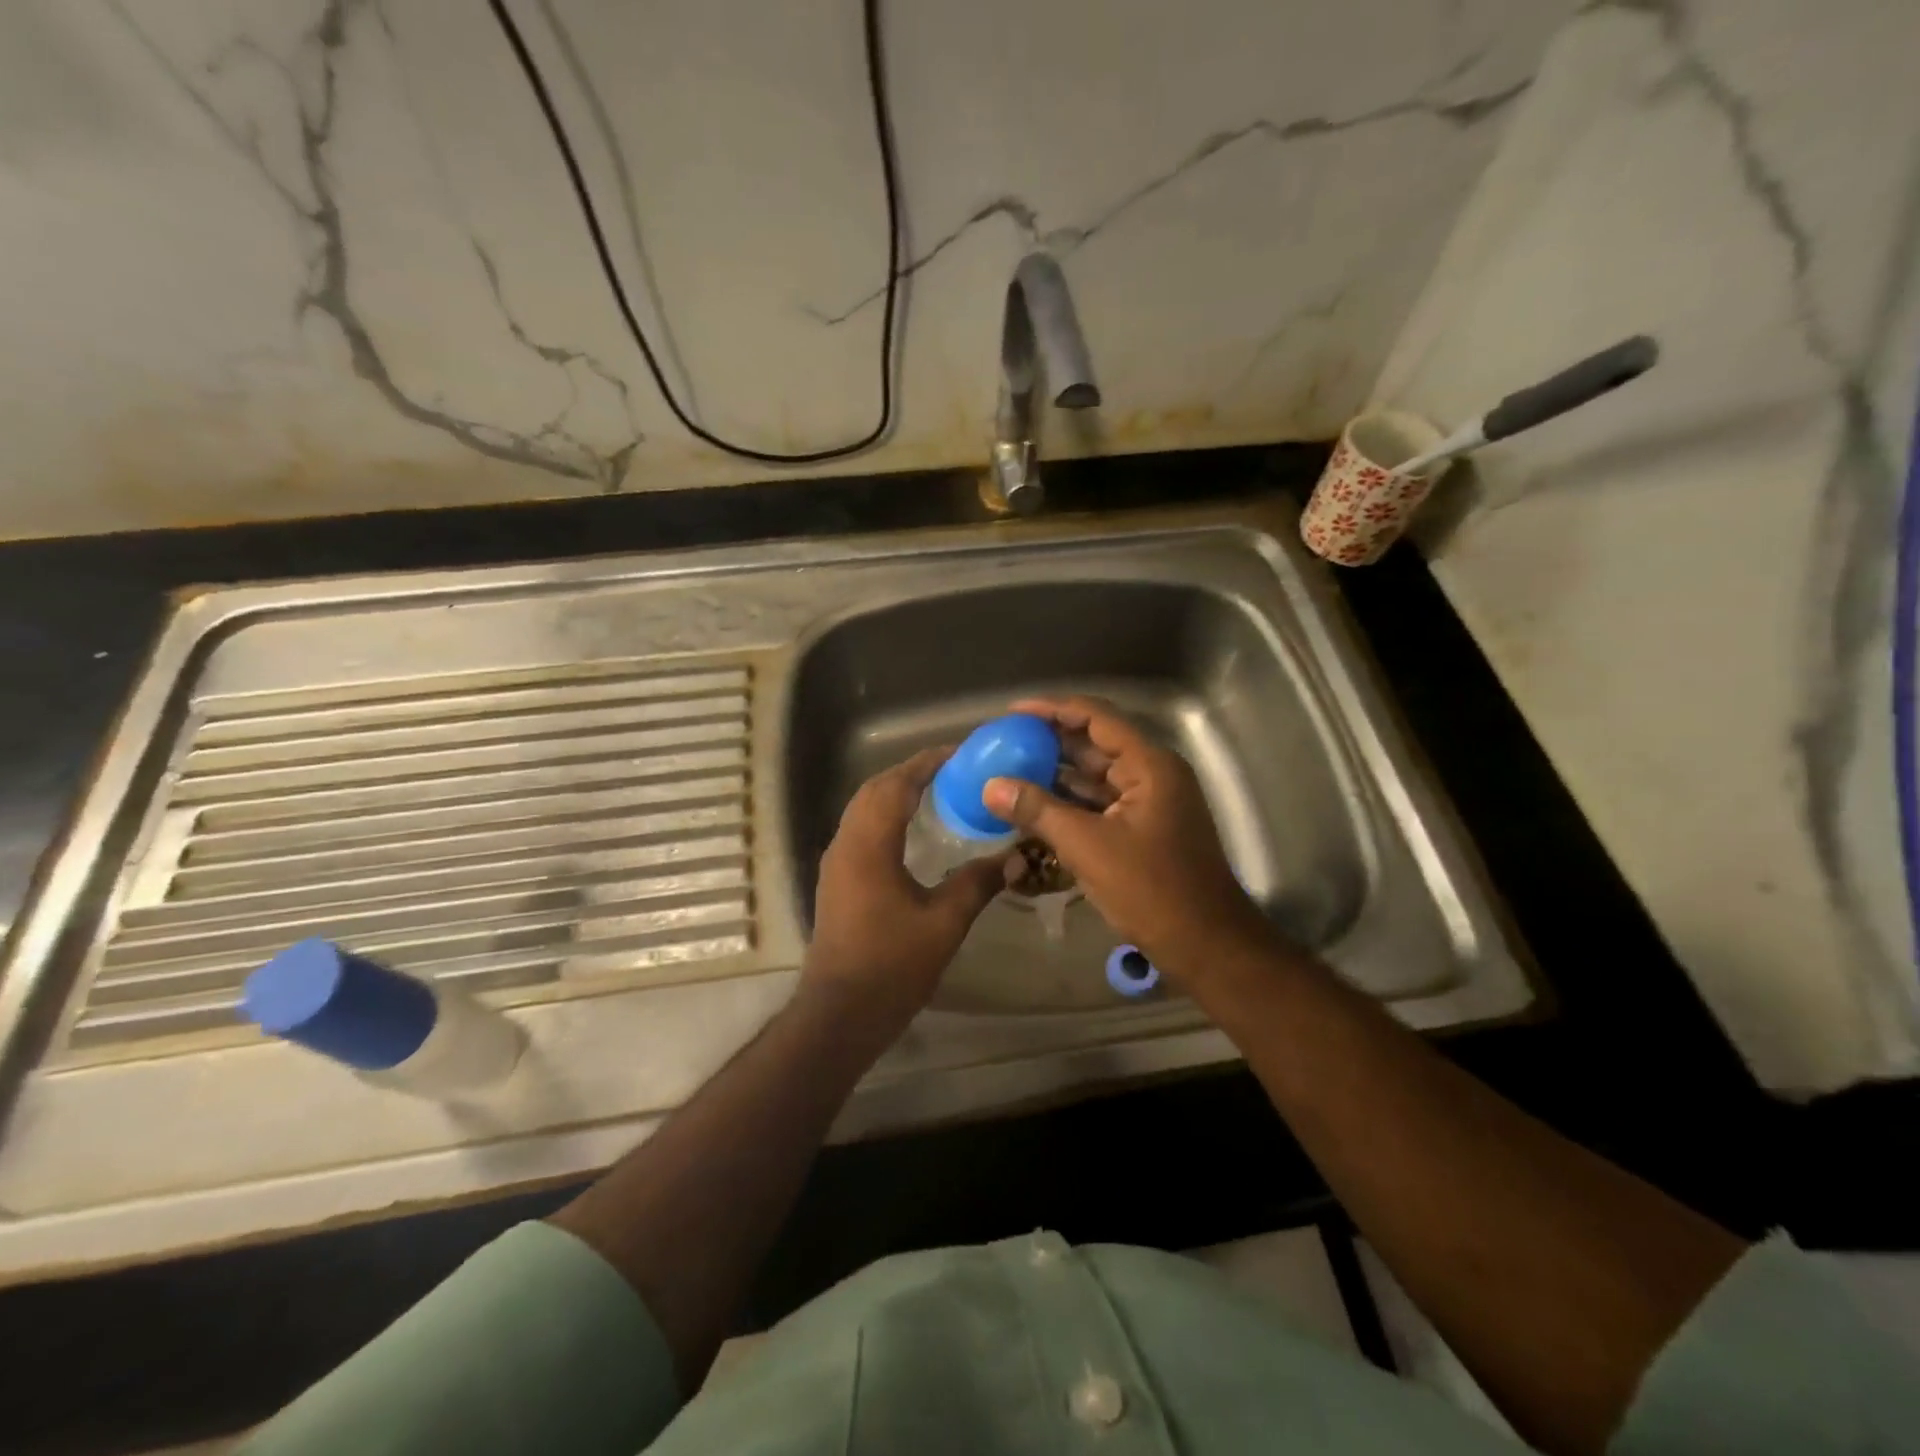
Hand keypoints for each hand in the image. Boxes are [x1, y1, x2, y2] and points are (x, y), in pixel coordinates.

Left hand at [804, 747, 1012, 1039]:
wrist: (840, 1014)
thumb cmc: (891, 966)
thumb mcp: (944, 923)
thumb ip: (978, 884)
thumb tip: (1015, 857)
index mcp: (869, 846)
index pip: (895, 785)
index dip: (926, 764)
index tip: (959, 753)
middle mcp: (845, 845)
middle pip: (874, 790)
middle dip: (910, 773)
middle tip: (951, 771)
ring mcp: (836, 863)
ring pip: (863, 810)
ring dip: (895, 793)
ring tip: (936, 793)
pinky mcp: (836, 881)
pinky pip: (860, 830)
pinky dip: (885, 816)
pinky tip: (912, 833)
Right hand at [981, 695, 1273, 983]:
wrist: (1205, 944)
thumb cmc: (1151, 890)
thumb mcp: (1087, 847)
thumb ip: (1038, 811)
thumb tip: (991, 786)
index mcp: (1149, 765)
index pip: (1096, 717)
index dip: (1052, 709)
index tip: (1013, 714)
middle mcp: (1152, 774)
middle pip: (1095, 744)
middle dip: (1050, 742)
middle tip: (1004, 742)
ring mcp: (1149, 802)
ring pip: (1095, 776)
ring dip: (1056, 773)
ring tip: (1010, 769)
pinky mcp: (1143, 828)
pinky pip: (1100, 803)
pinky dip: (1069, 802)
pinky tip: (1034, 805)